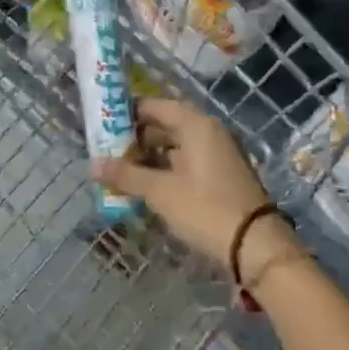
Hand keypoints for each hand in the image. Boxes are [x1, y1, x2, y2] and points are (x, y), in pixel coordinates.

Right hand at [93, 98, 301, 285]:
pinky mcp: (222, 173)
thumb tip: (94, 165)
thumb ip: (127, 175)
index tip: (104, 124)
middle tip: (108, 150)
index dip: (129, 113)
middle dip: (137, 137)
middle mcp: (209, 131)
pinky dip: (167, 167)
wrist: (254, 243)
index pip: (156, 106)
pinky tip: (147, 184)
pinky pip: (188, 160)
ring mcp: (218, 152)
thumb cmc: (204, 208)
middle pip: (167, 124)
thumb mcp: (161, 192)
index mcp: (196, 125)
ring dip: (151, 155)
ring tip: (121, 169)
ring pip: (177, 144)